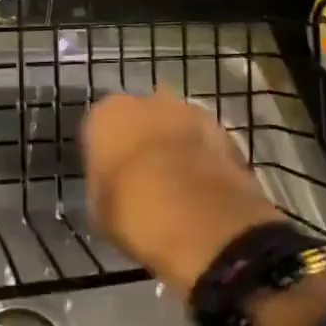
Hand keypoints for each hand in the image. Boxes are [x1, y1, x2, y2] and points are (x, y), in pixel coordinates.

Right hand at [83, 88, 278, 294]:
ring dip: (176, 146)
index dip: (105, 155)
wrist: (204, 224)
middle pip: (140, 119)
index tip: (110, 179)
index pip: (98, 129)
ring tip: (178, 186)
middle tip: (144, 178)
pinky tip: (202, 190)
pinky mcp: (226, 132)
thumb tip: (114, 185)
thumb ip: (103, 183)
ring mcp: (191, 113)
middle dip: (143, 141)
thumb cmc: (135, 213)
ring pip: (175, 127)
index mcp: (107, 114)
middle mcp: (147, 102)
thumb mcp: (99, 207)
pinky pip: (205, 144)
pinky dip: (203, 160)